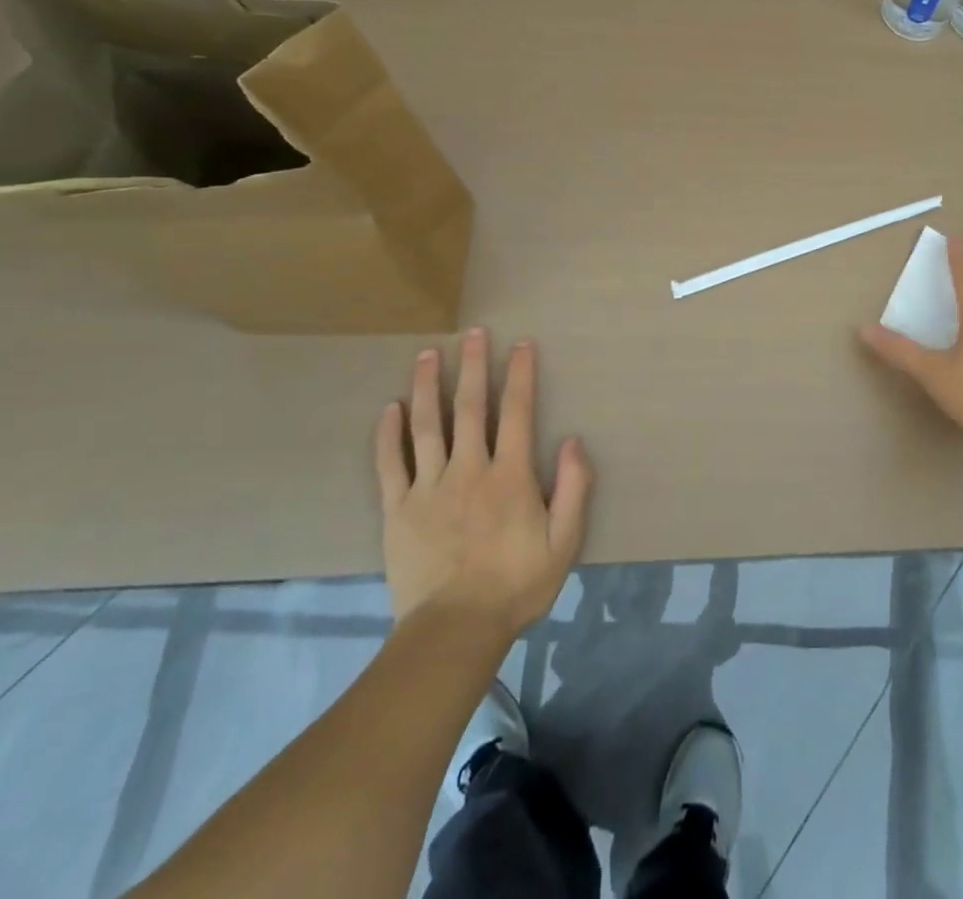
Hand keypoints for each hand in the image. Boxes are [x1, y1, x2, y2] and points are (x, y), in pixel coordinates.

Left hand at [374, 331, 593, 638]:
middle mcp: (468, 469)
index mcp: (509, 475)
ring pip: (426, 426)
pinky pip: (390, 464)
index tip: (521, 344)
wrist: (455, 630)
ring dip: (427, 386)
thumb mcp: (564, 541)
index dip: (520, 375)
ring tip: (427, 354)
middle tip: (474, 332)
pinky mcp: (397, 509)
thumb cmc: (516, 584)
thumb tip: (574, 440)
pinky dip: (388, 434)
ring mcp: (428, 487)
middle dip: (474, 366)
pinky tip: (389, 409)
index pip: (517, 412)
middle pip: (471, 407)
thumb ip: (574, 488)